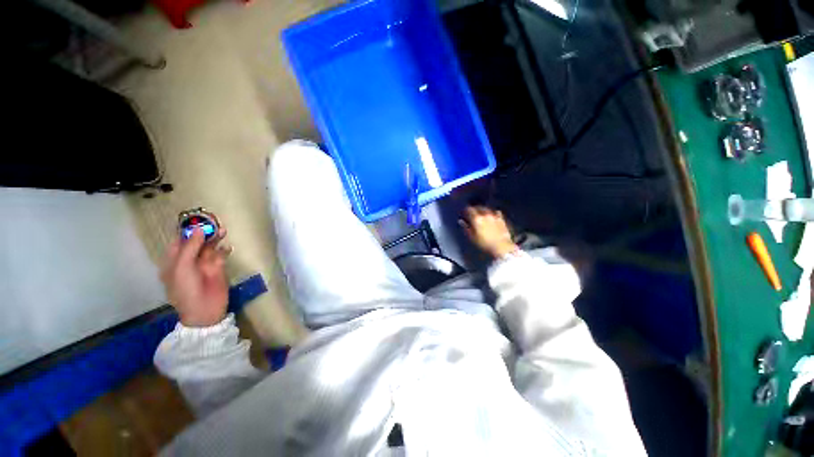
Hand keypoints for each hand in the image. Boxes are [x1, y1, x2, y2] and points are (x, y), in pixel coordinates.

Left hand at [161, 227, 230, 327]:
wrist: (204, 309)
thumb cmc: (186, 289)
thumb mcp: (183, 267)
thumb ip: (191, 247)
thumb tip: (199, 229)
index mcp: (174, 260)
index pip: (179, 241)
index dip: (187, 230)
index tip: (197, 219)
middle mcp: (188, 260)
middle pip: (196, 242)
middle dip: (204, 232)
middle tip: (214, 223)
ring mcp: (204, 264)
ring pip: (209, 247)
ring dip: (215, 238)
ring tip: (223, 231)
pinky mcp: (218, 268)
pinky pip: (221, 255)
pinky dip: (224, 249)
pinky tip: (227, 247)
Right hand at [459, 206, 518, 258]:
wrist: (502, 247)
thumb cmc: (484, 243)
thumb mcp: (472, 237)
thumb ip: (466, 228)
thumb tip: (461, 221)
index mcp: (477, 218)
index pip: (469, 209)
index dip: (466, 210)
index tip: (464, 213)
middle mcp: (485, 214)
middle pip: (478, 207)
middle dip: (474, 209)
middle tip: (472, 213)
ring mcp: (494, 216)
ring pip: (487, 209)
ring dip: (483, 210)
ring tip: (481, 214)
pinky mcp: (501, 219)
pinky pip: (496, 212)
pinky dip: (492, 213)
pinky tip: (492, 216)